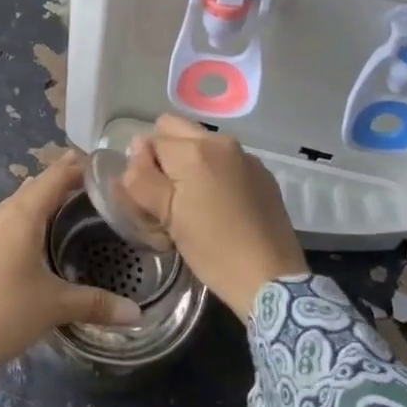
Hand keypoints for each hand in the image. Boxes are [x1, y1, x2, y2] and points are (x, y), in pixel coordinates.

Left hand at [0, 153, 142, 372]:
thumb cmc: (8, 316)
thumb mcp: (55, 308)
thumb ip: (96, 305)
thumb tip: (137, 315)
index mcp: (23, 219)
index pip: (52, 182)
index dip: (71, 170)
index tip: (88, 164)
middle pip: (28, 192)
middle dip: (50, 187)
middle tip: (72, 185)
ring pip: (1, 207)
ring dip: (20, 200)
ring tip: (35, 193)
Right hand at [120, 115, 306, 320]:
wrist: (271, 278)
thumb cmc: (212, 250)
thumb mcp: (166, 217)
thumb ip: (141, 178)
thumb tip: (136, 149)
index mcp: (194, 150)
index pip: (149, 141)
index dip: (143, 168)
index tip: (150, 199)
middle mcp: (220, 141)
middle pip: (174, 128)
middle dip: (163, 153)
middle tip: (166, 193)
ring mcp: (245, 155)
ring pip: (200, 142)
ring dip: (188, 162)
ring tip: (193, 202)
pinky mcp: (261, 173)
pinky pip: (224, 159)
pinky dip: (213, 172)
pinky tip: (219, 206)